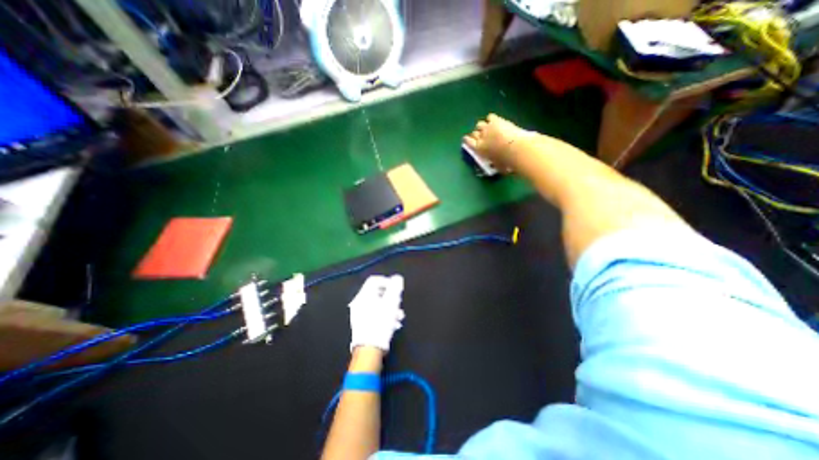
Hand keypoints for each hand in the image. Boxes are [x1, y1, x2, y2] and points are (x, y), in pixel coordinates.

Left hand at [348, 277, 404, 351]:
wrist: (369, 349)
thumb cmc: (381, 322)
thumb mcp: (391, 303)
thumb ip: (395, 287)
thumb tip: (397, 278)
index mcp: (364, 295)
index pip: (374, 280)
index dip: (387, 281)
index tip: (396, 289)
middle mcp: (359, 302)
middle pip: (377, 293)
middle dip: (391, 297)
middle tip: (398, 304)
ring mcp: (359, 314)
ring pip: (377, 305)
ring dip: (390, 308)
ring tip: (399, 317)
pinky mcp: (361, 324)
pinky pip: (374, 314)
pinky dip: (384, 316)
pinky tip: (393, 324)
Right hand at [460, 114, 531, 172]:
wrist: (516, 148)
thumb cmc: (506, 161)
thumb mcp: (498, 166)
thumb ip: (494, 165)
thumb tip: (496, 167)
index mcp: (479, 149)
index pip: (468, 142)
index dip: (467, 140)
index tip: (466, 139)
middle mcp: (480, 137)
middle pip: (474, 133)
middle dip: (476, 134)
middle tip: (481, 135)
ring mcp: (488, 128)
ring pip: (480, 124)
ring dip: (482, 126)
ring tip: (487, 128)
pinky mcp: (496, 120)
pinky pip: (490, 117)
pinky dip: (491, 119)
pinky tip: (495, 121)